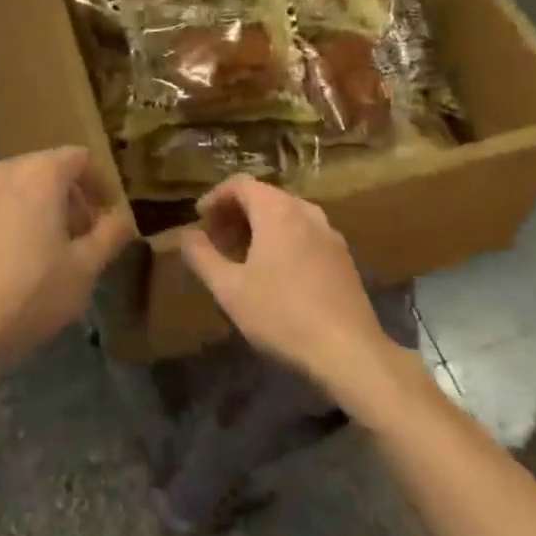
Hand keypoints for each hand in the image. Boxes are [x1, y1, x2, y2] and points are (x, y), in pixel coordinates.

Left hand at [0, 147, 133, 387]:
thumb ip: (110, 235)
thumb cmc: (29, 294)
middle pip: (46, 170)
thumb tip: (122, 218)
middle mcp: (3, 171)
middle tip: (83, 238)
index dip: (100, 184)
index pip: (80, 158)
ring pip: (17, 189)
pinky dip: (10, 222)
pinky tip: (12, 264)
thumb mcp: (84, 269)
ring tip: (49, 253)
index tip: (108, 215)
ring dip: (39, 210)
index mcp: (39, 173)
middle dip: (70, 198)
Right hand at [180, 175, 393, 402]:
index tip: (199, 218)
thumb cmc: (282, 314)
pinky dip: (282, 239)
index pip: (240, 184)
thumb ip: (202, 257)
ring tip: (241, 256)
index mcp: (277, 210)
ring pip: (285, 215)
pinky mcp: (343, 257)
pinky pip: (304, 233)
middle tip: (216, 240)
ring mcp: (329, 233)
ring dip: (259, 227)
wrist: (350, 352)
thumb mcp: (229, 289)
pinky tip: (275, 273)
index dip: (215, 196)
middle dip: (235, 213)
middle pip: (264, 196)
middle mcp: (305, 211)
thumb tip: (185, 235)